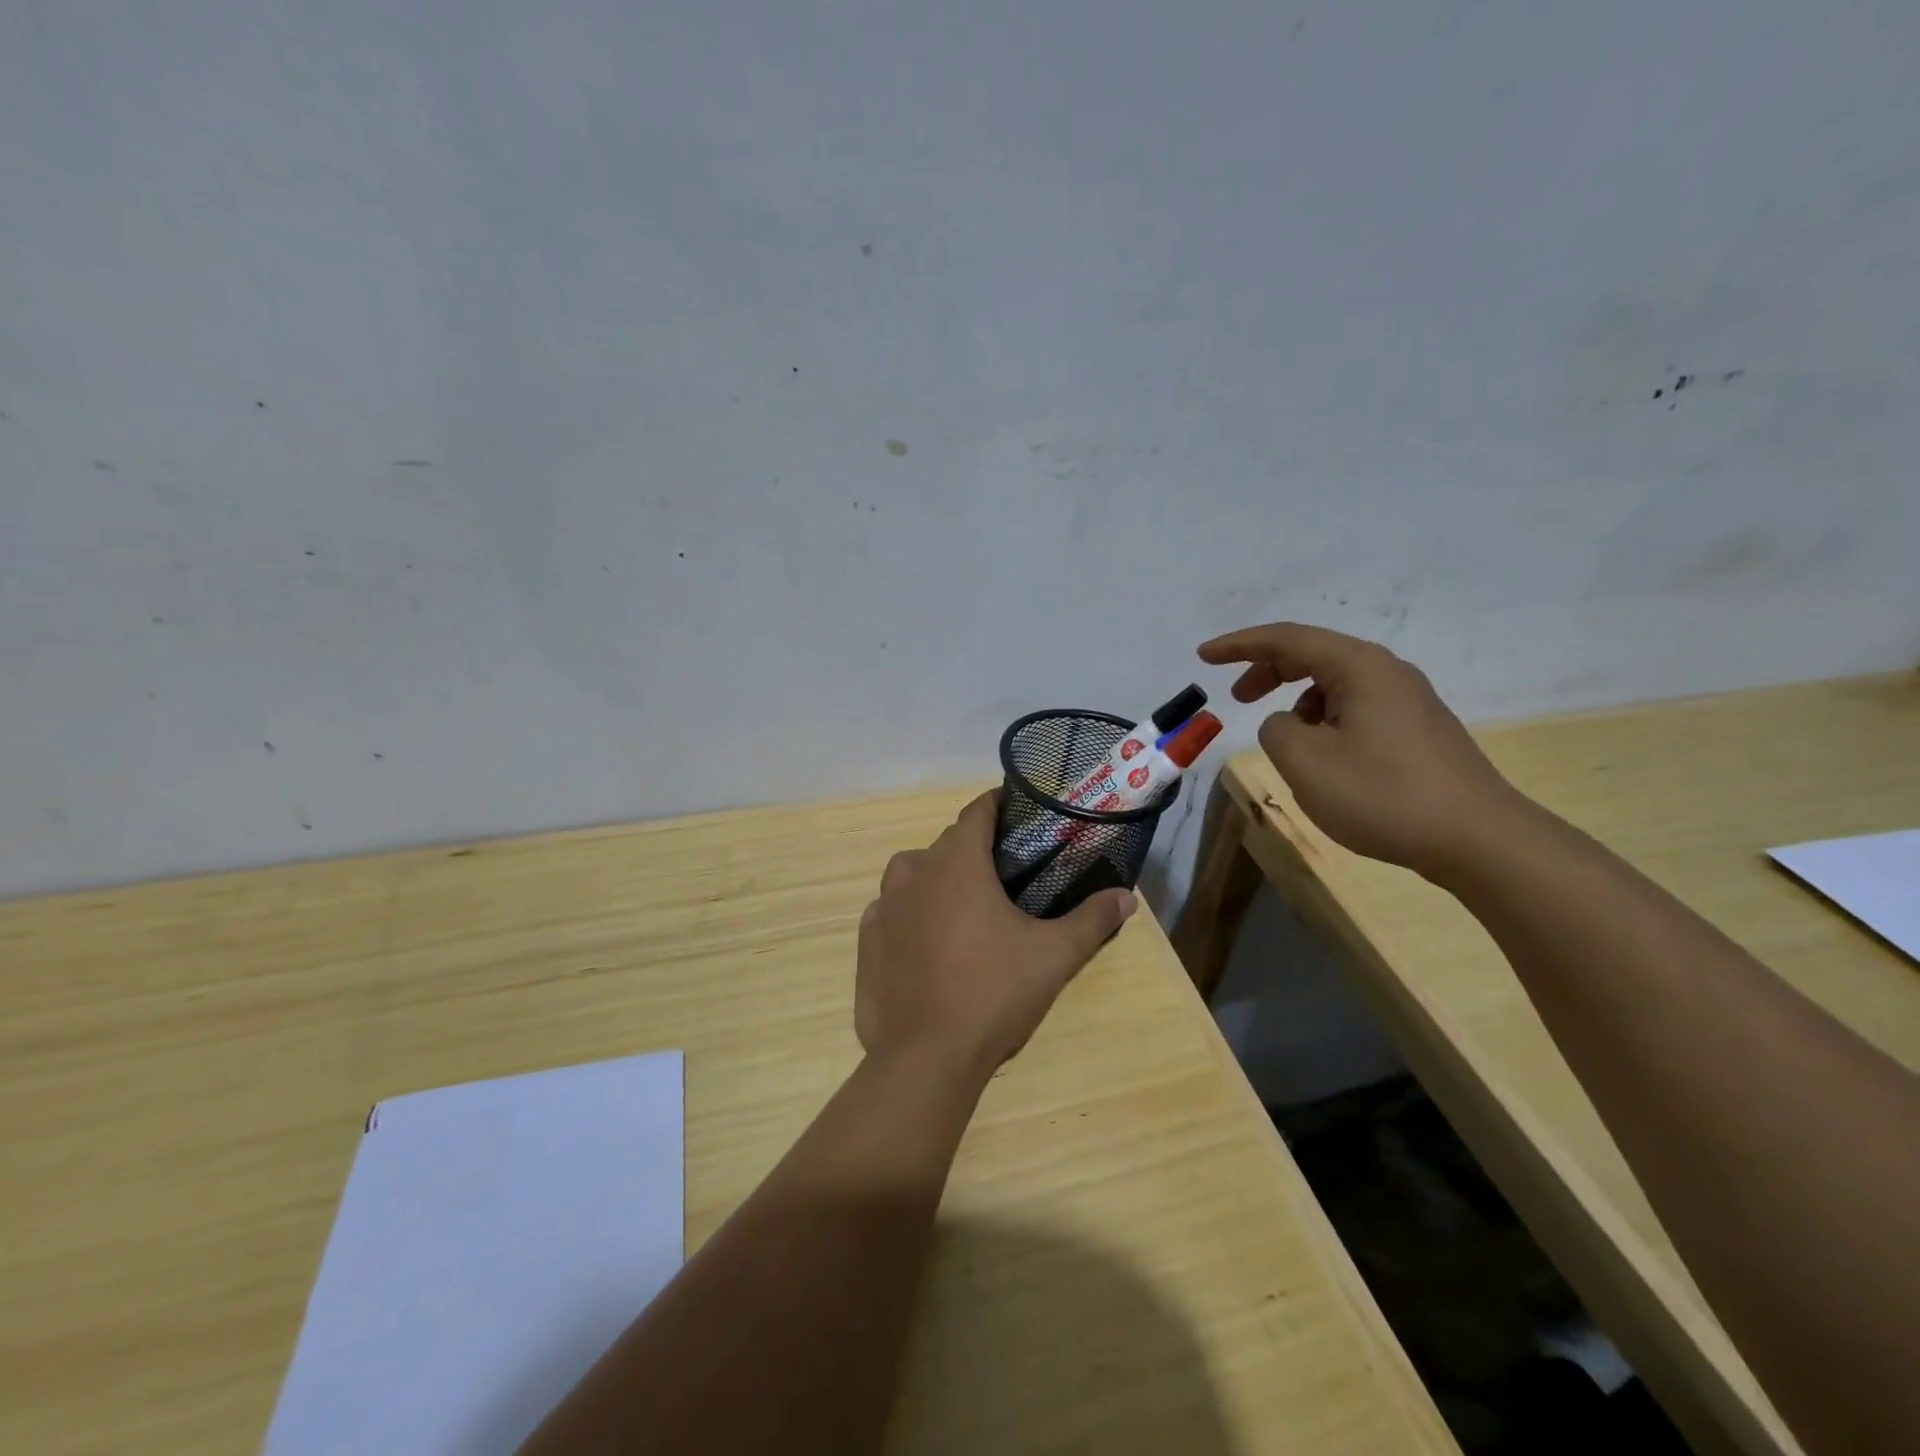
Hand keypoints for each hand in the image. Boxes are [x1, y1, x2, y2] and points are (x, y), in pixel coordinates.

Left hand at [856, 791, 1135, 1082]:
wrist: (925, 1058)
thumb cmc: (993, 994)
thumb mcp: (1053, 956)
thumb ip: (1092, 920)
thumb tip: (1127, 897)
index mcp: (956, 862)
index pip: (978, 810)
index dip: (1000, 805)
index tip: (1021, 813)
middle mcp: (913, 871)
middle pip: (949, 843)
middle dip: (977, 850)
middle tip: (1008, 874)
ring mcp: (883, 905)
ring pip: (916, 874)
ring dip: (940, 879)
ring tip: (968, 909)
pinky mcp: (866, 938)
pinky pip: (893, 909)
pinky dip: (913, 913)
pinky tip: (931, 943)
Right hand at [1197, 622, 1528, 876]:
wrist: (1479, 840)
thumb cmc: (1384, 794)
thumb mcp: (1305, 762)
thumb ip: (1276, 729)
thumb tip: (1287, 722)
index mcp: (1359, 667)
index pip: (1286, 639)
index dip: (1239, 645)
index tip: (1203, 655)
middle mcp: (1387, 672)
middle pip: (1313, 654)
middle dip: (1267, 670)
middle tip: (1236, 698)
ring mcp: (1408, 700)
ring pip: (1336, 683)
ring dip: (1297, 700)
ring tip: (1284, 738)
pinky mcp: (1418, 729)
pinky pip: (1356, 707)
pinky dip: (1324, 718)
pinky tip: (1323, 755)